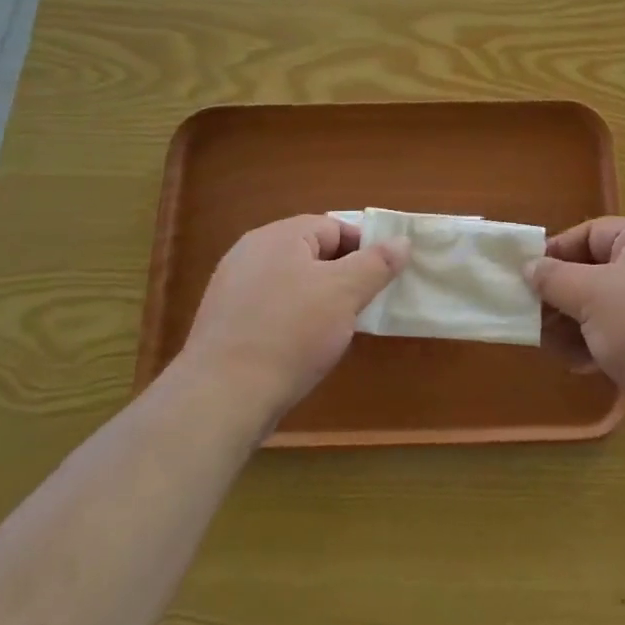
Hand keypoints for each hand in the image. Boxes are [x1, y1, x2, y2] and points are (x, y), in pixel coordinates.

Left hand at [172, 215, 407, 428]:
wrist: (222, 397)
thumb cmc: (291, 333)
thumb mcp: (345, 293)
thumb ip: (376, 263)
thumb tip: (402, 241)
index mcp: (279, 236)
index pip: (334, 227)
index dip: (364, 249)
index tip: (382, 280)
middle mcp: (251, 252)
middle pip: (311, 253)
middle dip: (342, 276)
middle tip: (363, 306)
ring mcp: (233, 287)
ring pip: (292, 283)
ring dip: (319, 300)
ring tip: (336, 330)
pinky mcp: (225, 322)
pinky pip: (271, 309)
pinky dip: (293, 321)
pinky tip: (302, 348)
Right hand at [529, 218, 624, 443]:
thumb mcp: (590, 296)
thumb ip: (554, 278)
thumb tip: (530, 266)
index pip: (591, 232)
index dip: (556, 252)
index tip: (527, 278)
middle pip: (598, 270)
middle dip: (563, 296)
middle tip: (534, 319)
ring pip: (610, 305)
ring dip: (577, 325)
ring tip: (554, 349)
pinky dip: (601, 343)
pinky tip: (582, 366)